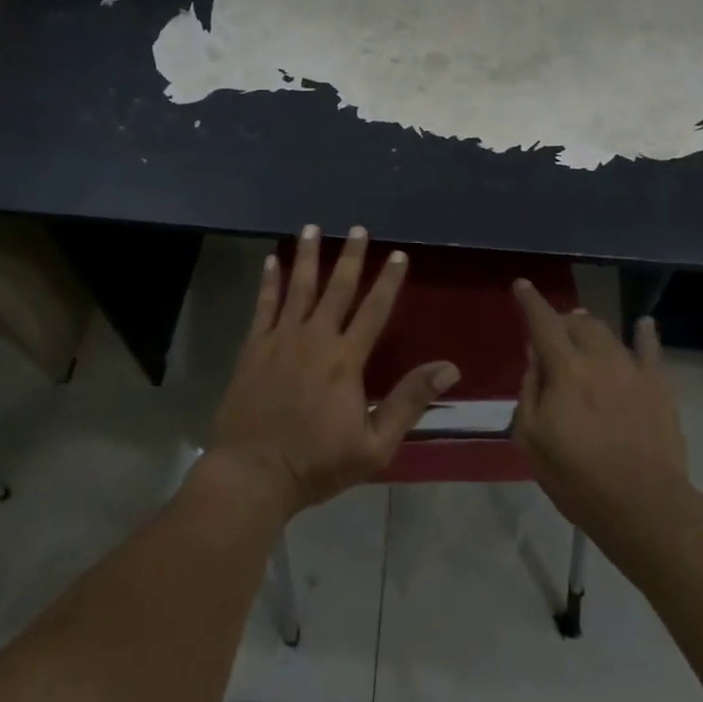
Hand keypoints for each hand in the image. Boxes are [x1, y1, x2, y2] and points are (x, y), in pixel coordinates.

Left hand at [212, 225, 458, 517]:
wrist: (253, 473)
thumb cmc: (317, 463)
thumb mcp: (375, 444)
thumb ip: (409, 401)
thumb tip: (449, 368)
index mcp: (346, 359)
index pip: (374, 310)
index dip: (388, 280)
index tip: (398, 254)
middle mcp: (315, 338)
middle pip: (336, 288)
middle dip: (349, 256)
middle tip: (357, 228)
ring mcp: (280, 339)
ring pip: (298, 287)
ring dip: (307, 256)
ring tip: (311, 228)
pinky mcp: (253, 347)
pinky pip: (263, 305)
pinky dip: (268, 281)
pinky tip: (272, 260)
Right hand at [511, 282, 687, 540]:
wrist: (642, 506)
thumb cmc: (577, 478)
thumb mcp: (531, 439)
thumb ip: (530, 391)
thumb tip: (535, 359)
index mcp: (565, 370)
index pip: (543, 323)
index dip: (531, 302)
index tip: (522, 286)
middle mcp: (599, 358)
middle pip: (578, 323)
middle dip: (561, 320)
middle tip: (552, 331)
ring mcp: (633, 370)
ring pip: (608, 333)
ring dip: (590, 327)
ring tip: (583, 328)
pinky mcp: (660, 387)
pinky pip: (651, 350)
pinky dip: (644, 333)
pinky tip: (643, 324)